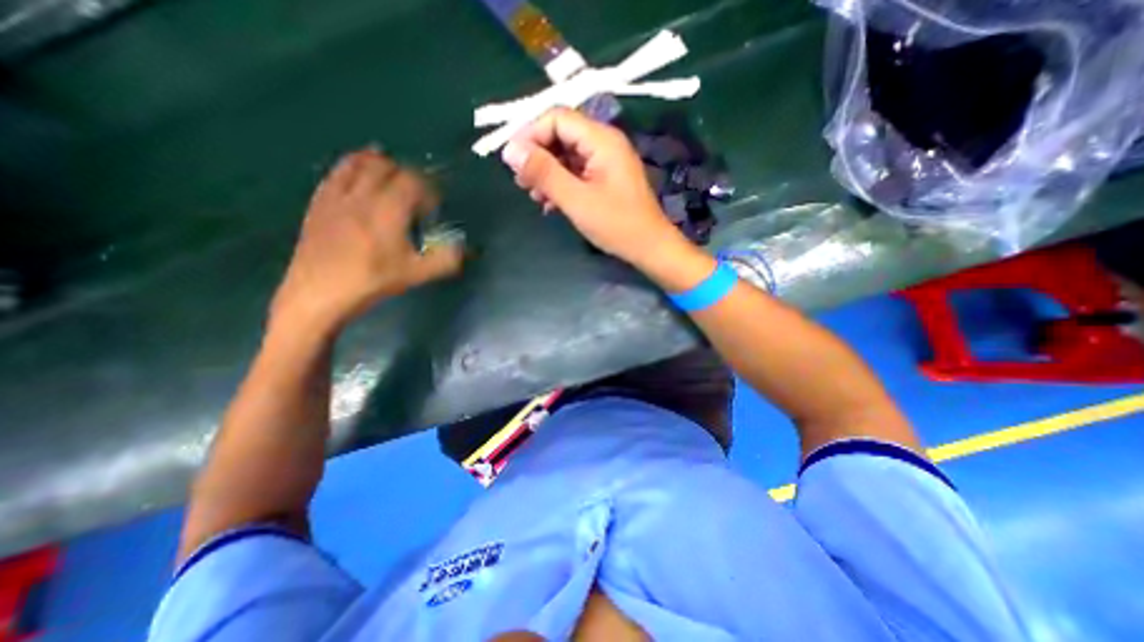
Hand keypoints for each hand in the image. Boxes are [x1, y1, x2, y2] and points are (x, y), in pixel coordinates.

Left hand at [271, 146, 461, 333]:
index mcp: (388, 211)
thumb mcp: (416, 275)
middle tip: (416, 195)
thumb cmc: (372, 281)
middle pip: (386, 166)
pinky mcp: (319, 202)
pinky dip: (352, 166)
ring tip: (391, 177)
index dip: (428, 188)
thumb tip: (464, 248)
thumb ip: (445, 260)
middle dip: (406, 174)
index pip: (412, 181)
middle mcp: (363, 195)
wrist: (320, 292)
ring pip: (358, 163)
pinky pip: (336, 172)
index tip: (434, 206)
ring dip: (379, 164)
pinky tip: (359, 175)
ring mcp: (337, 196)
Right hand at [502, 107, 687, 268]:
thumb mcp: (576, 199)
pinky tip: (550, 203)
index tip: (513, 161)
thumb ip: (544, 172)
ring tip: (534, 195)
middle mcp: (604, 143)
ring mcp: (606, 162)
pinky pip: (577, 172)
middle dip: (538, 156)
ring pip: (567, 156)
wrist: (649, 247)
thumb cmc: (616, 224)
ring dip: (547, 173)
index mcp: (601, 139)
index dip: (530, 135)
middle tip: (521, 182)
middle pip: (561, 135)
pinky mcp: (606, 179)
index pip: (557, 118)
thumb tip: (510, 150)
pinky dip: (561, 184)